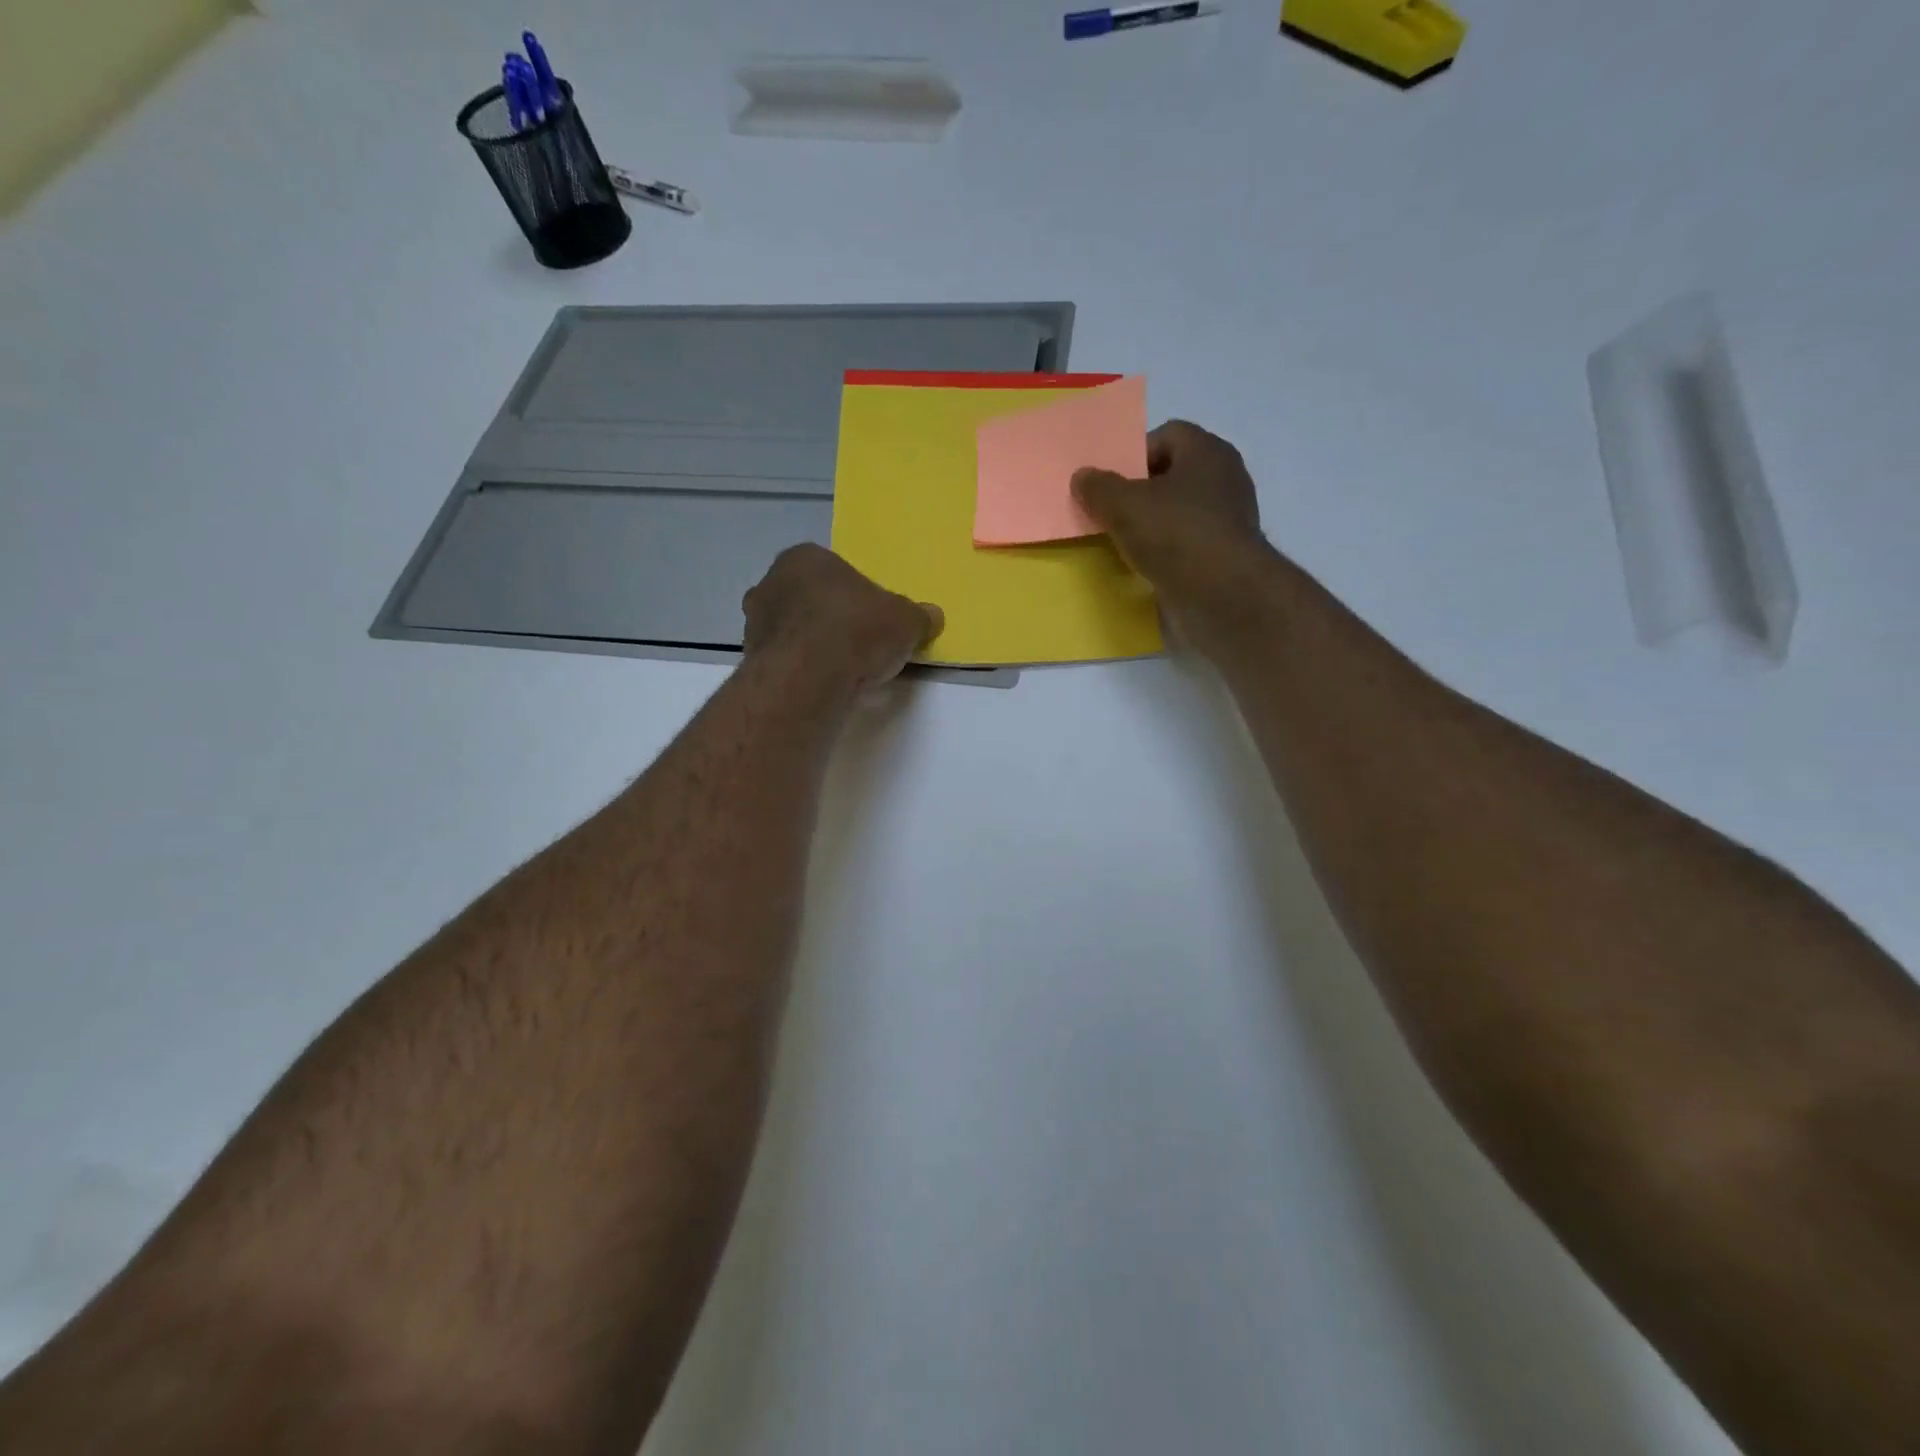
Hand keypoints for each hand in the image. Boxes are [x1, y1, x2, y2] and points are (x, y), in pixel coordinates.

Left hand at [743, 545, 943, 692]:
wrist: (809, 678)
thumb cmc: (857, 630)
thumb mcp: (905, 620)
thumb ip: (917, 616)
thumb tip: (932, 616)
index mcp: (804, 558)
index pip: (832, 571)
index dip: (856, 596)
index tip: (873, 620)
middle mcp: (770, 583)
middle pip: (808, 600)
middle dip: (829, 620)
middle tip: (858, 645)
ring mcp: (753, 623)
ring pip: (791, 632)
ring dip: (812, 647)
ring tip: (842, 672)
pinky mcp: (750, 661)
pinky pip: (784, 662)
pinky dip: (800, 672)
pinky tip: (822, 687)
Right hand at [1072, 421, 1273, 652]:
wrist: (1223, 596)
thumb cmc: (1175, 535)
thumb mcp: (1123, 505)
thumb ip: (1099, 487)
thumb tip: (1083, 476)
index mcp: (1207, 452)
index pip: (1168, 435)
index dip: (1135, 453)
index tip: (1111, 483)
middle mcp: (1225, 478)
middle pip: (1173, 475)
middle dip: (1141, 492)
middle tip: (1111, 512)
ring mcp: (1229, 519)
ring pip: (1180, 511)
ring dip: (1153, 525)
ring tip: (1123, 543)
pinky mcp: (1226, 556)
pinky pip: (1188, 544)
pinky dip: (1168, 552)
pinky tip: (1147, 567)